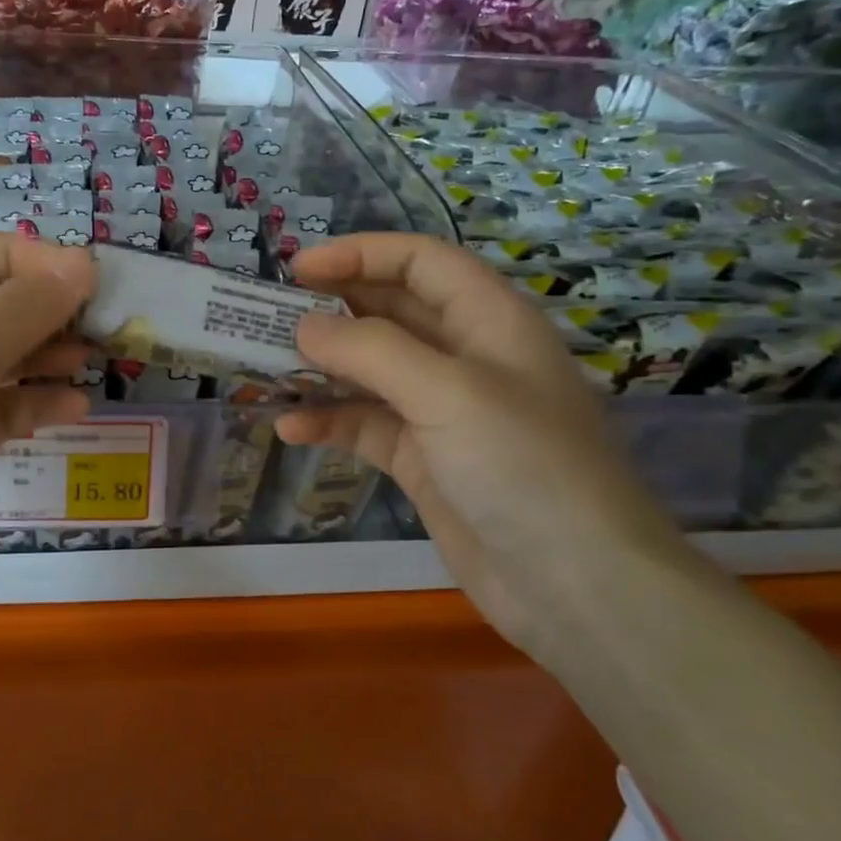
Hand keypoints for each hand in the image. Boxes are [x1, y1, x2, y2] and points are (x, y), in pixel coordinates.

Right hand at [279, 233, 690, 659]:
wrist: (575, 587)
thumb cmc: (522, 465)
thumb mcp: (447, 392)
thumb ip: (370, 350)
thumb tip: (304, 326)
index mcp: (488, 320)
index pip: (420, 262)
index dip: (360, 254)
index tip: (297, 269)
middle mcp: (465, 356)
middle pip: (389, 312)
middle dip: (331, 310)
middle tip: (267, 317)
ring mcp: (443, 411)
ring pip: (370, 371)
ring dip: (321, 368)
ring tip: (265, 370)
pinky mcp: (424, 459)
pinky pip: (366, 425)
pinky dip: (329, 422)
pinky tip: (289, 429)